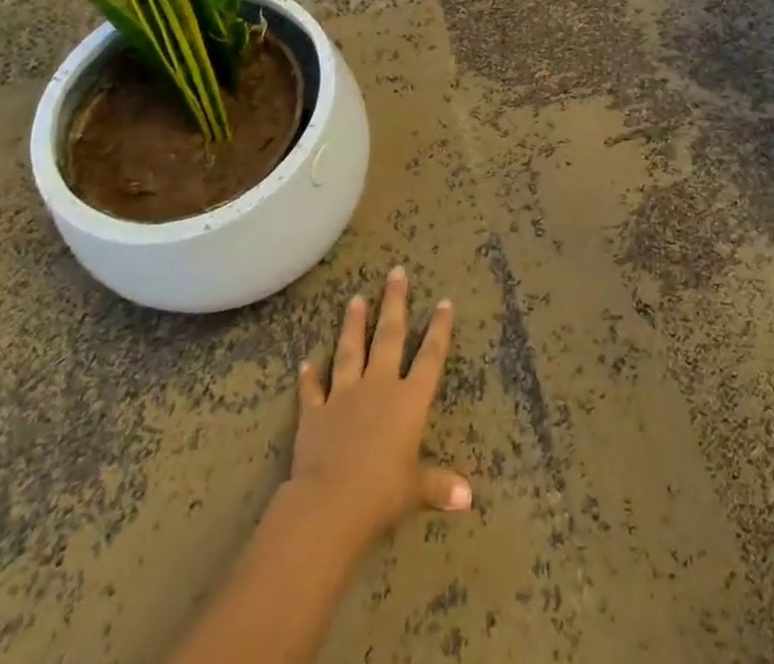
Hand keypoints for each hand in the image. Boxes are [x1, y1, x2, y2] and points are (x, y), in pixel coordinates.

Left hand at [290, 266, 469, 548]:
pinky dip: (308, 377)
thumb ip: (439, 485)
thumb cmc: (382, 493)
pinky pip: (312, 391)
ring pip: (351, 351)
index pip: (430, 357)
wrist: (330, 502)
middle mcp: (379, 387)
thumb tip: (468, 499)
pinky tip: (305, 362)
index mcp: (409, 401)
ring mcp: (344, 396)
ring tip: (355, 298)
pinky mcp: (315, 413)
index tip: (444, 301)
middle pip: (389, 337)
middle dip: (394, 303)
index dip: (438, 329)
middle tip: (396, 272)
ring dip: (353, 325)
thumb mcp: (416, 490)